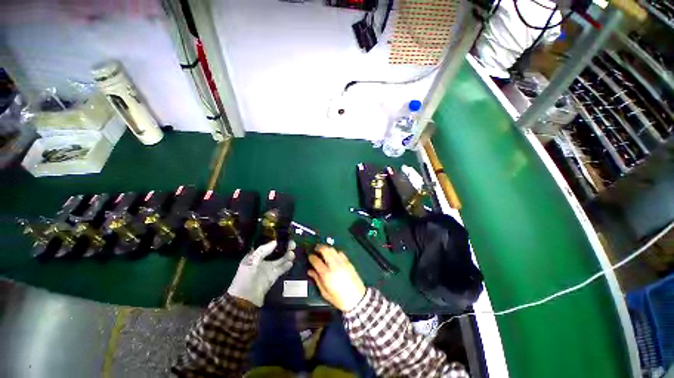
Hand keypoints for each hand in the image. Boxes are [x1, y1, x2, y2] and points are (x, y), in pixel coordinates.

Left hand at [227, 240, 294, 306]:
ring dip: (287, 256)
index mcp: (255, 256)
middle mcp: (263, 260)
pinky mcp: (273, 276)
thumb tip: (275, 241)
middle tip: (292, 244)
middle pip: (276, 252)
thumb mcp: (251, 263)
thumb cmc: (244, 279)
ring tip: (292, 254)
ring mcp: (269, 269)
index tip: (284, 237)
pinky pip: (282, 269)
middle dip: (284, 248)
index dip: (275, 241)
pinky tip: (291, 262)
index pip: (267, 246)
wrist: (244, 300)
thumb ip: (262, 251)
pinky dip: (286, 265)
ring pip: (280, 259)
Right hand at [308, 245, 365, 311]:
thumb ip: (317, 280)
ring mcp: (342, 262)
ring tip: (323, 251)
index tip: (309, 256)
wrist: (357, 299)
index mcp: (327, 274)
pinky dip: (335, 252)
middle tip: (315, 249)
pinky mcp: (348, 262)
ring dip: (326, 248)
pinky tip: (333, 255)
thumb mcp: (325, 293)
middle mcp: (334, 265)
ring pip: (333, 249)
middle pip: (325, 250)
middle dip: (319, 248)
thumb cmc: (339, 299)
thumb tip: (310, 271)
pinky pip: (340, 253)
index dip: (311, 257)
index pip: (316, 261)